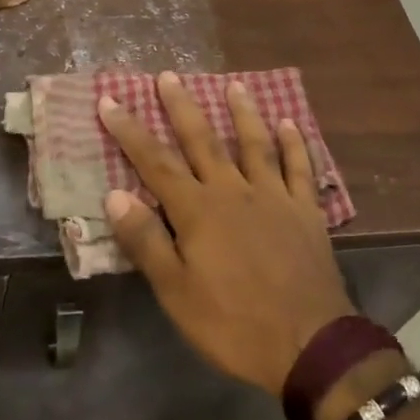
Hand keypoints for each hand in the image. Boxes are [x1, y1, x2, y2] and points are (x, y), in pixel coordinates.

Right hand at [97, 72, 355, 395]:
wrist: (308, 344)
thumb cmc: (234, 323)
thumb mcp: (177, 293)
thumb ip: (147, 242)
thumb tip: (115, 195)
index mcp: (199, 211)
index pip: (155, 162)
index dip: (130, 131)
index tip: (110, 100)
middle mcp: (234, 190)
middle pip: (203, 140)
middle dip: (182, 107)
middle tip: (168, 76)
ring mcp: (274, 196)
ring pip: (254, 144)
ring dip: (242, 112)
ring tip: (233, 85)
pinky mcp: (305, 210)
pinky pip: (299, 167)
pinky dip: (294, 143)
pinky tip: (289, 122)